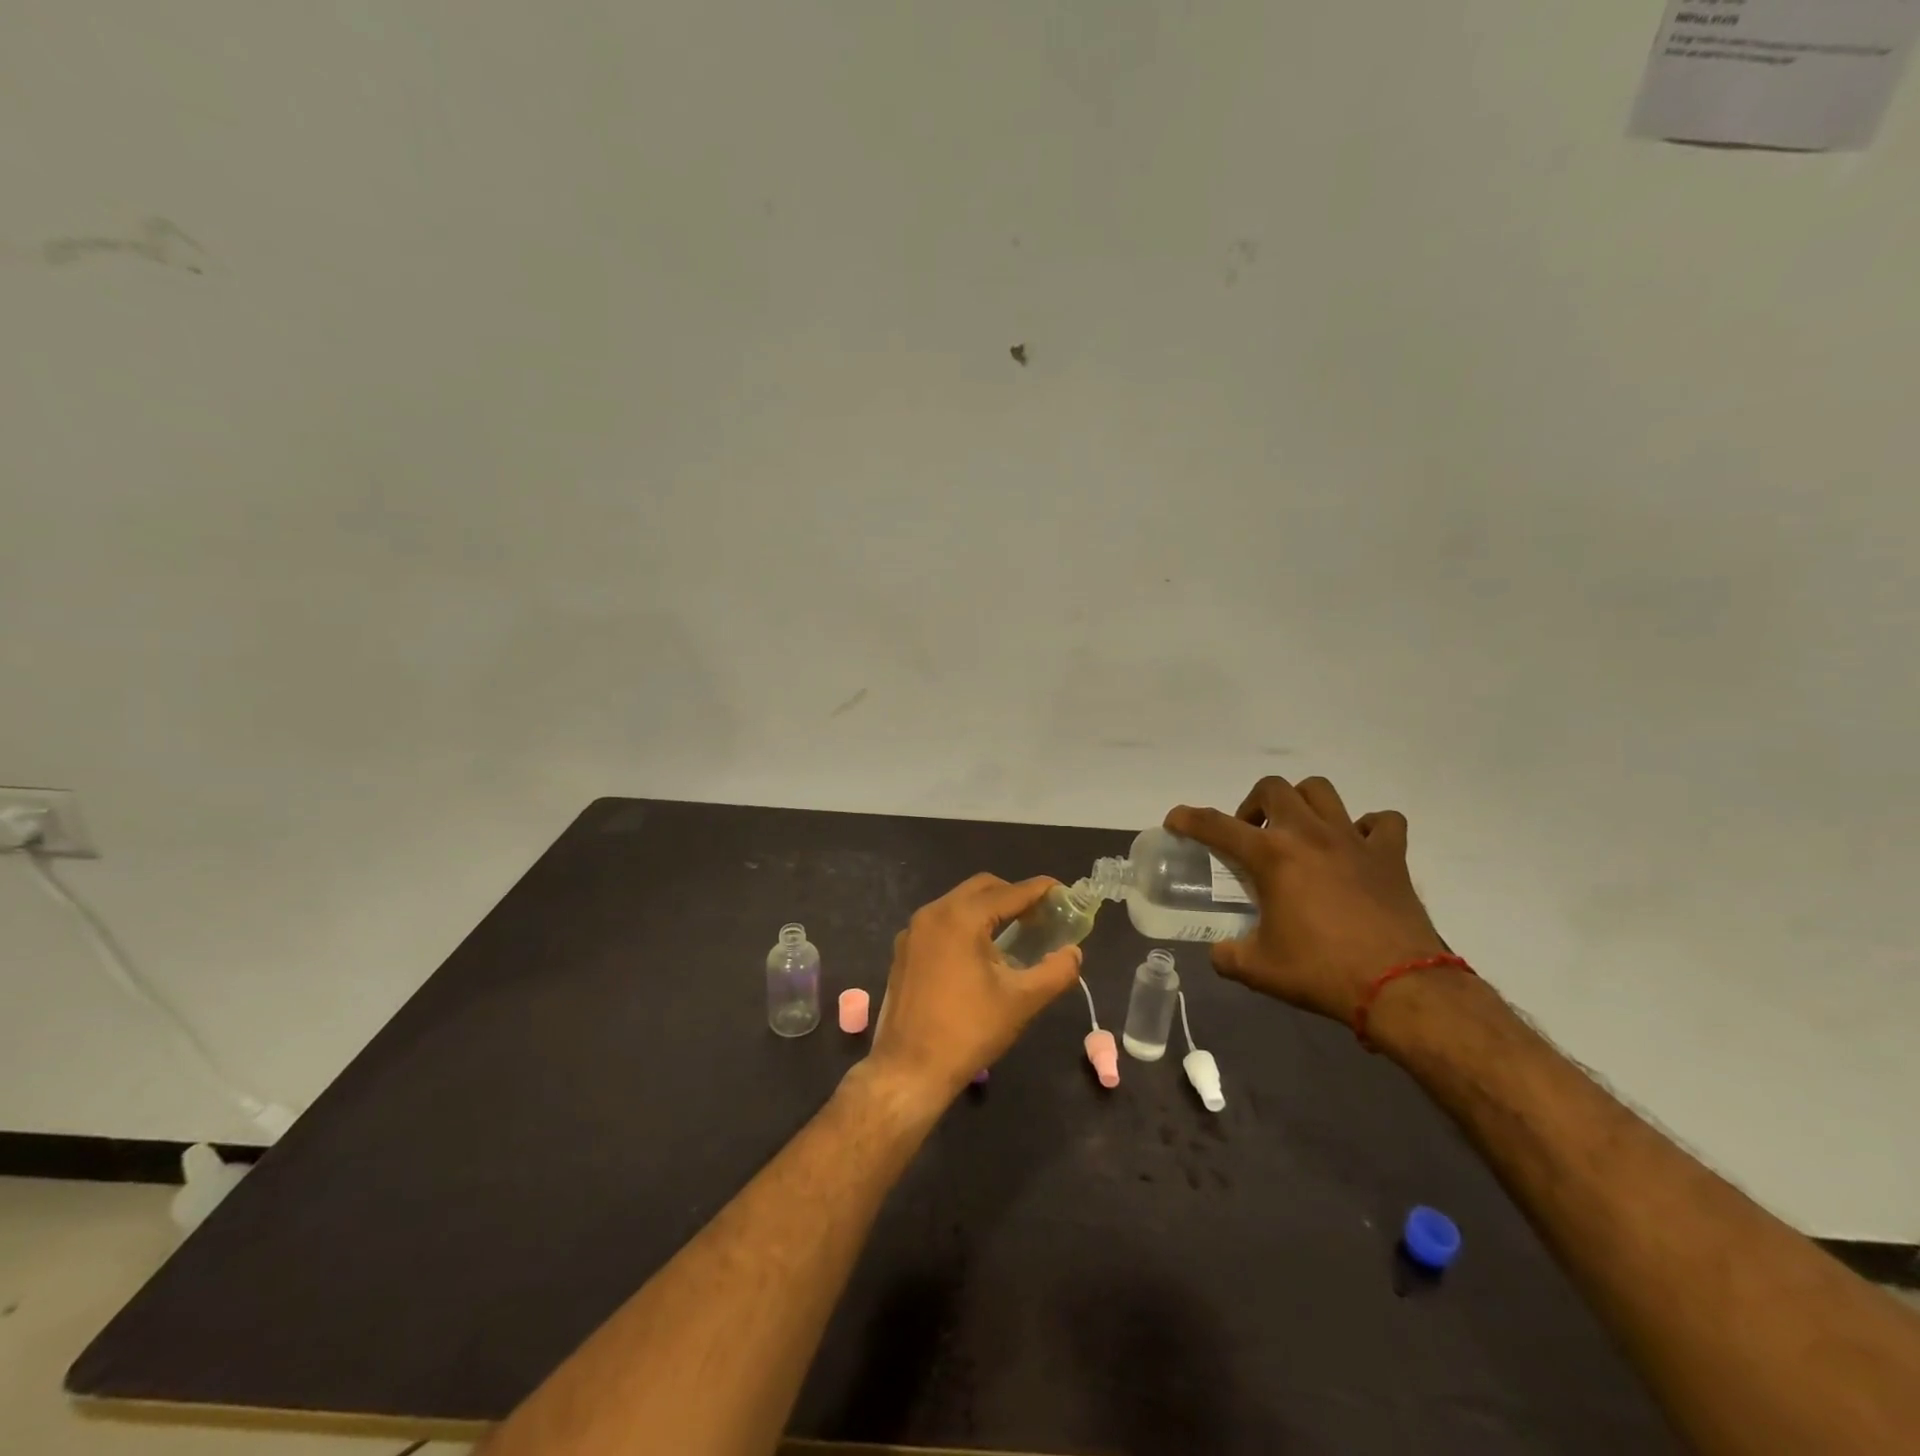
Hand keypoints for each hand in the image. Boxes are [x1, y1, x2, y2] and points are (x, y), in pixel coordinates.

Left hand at [867, 874, 1084, 1105]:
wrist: (909, 1069)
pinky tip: (981, 955)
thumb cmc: (969, 1031)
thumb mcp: (1022, 1001)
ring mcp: (913, 931)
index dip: (1040, 890)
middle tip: (1041, 916)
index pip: (1009, 892)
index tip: (1063, 892)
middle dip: (1013, 896)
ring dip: (988, 911)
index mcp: (960, 917)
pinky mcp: (904, 951)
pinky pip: (941, 924)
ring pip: (958, 904)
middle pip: (981, 888)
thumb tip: (1073, 952)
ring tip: (1015, 935)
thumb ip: (1056, 971)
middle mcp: (933, 913)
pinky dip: (965, 926)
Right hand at [1167, 777, 1447, 1024]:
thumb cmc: (1321, 972)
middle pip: (1273, 788)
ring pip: (1321, 791)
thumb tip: (1220, 952)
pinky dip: (1366, 827)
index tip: (1176, 820)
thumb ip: (1228, 955)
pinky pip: (1381, 822)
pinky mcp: (1390, 856)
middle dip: (1253, 805)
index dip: (1188, 819)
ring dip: (1302, 803)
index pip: (1215, 825)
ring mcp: (1353, 840)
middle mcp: (1309, 834)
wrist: (1401, 987)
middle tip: (1251, 835)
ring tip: (1298, 831)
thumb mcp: (1258, 970)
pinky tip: (1356, 848)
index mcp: (1271, 857)